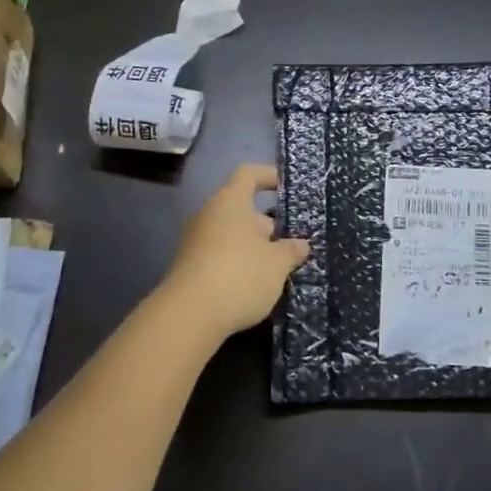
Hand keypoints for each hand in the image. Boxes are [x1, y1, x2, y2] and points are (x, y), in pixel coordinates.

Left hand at [159, 163, 309, 338]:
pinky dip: (239, 263)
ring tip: (279, 268)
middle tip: (291, 243)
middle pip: (242, 208)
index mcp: (230, 202)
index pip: (249, 174)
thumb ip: (291, 250)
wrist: (189, 316)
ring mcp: (196, 242)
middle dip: (268, 224)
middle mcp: (209, 215)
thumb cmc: (240, 276)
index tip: (288, 187)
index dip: (269, 175)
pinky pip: (220, 255)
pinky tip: (256, 285)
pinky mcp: (190, 267)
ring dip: (254, 247)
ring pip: (232, 234)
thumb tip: (300, 244)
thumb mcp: (277, 264)